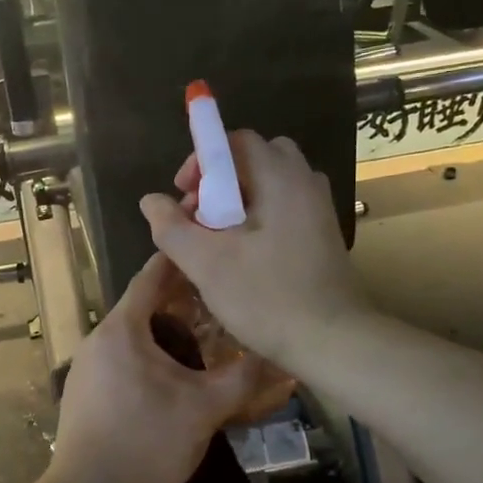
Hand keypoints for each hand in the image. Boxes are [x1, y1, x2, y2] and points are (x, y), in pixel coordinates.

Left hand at [51, 253, 266, 482]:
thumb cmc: (147, 442)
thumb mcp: (204, 409)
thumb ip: (243, 378)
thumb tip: (279, 356)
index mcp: (121, 329)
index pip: (151, 277)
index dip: (180, 262)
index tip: (207, 251)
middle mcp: (97, 340)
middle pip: (141, 307)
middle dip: (179, 302)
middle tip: (218, 303)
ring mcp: (85, 369)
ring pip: (131, 338)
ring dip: (164, 333)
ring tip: (202, 341)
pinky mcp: (84, 396)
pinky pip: (120, 362)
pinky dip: (147, 358)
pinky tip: (172, 380)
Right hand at [139, 131, 370, 371]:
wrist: (332, 341)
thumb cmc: (267, 297)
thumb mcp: (207, 263)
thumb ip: (172, 228)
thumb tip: (150, 201)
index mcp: (280, 177)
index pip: (236, 141)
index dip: (202, 161)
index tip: (184, 196)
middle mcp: (305, 182)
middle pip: (255, 159)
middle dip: (220, 181)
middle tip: (200, 217)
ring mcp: (319, 209)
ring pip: (271, 185)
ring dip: (240, 201)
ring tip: (220, 238)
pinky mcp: (324, 235)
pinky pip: (285, 207)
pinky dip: (260, 217)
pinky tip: (246, 255)